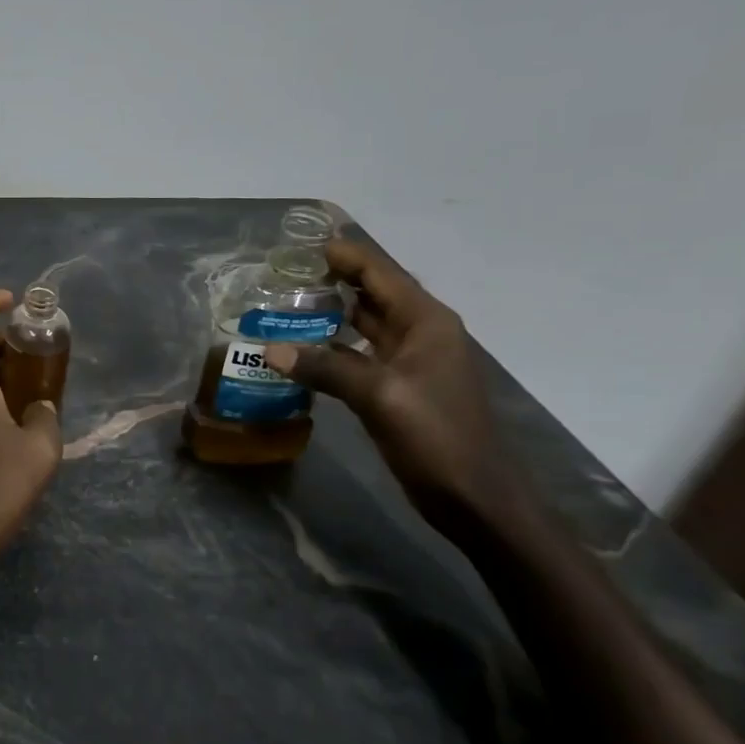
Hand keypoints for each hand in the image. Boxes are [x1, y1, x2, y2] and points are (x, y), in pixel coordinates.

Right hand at [262, 235, 517, 535]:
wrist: (475, 498)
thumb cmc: (436, 437)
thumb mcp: (379, 397)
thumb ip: (325, 368)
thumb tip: (270, 349)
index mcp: (426, 322)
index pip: (381, 274)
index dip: (345, 255)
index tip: (302, 244)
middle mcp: (419, 333)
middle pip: (371, 294)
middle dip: (331, 280)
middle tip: (282, 273)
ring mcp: (409, 362)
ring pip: (363, 324)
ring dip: (329, 314)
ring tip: (282, 304)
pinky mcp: (397, 388)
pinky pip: (358, 355)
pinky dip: (331, 348)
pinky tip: (300, 350)